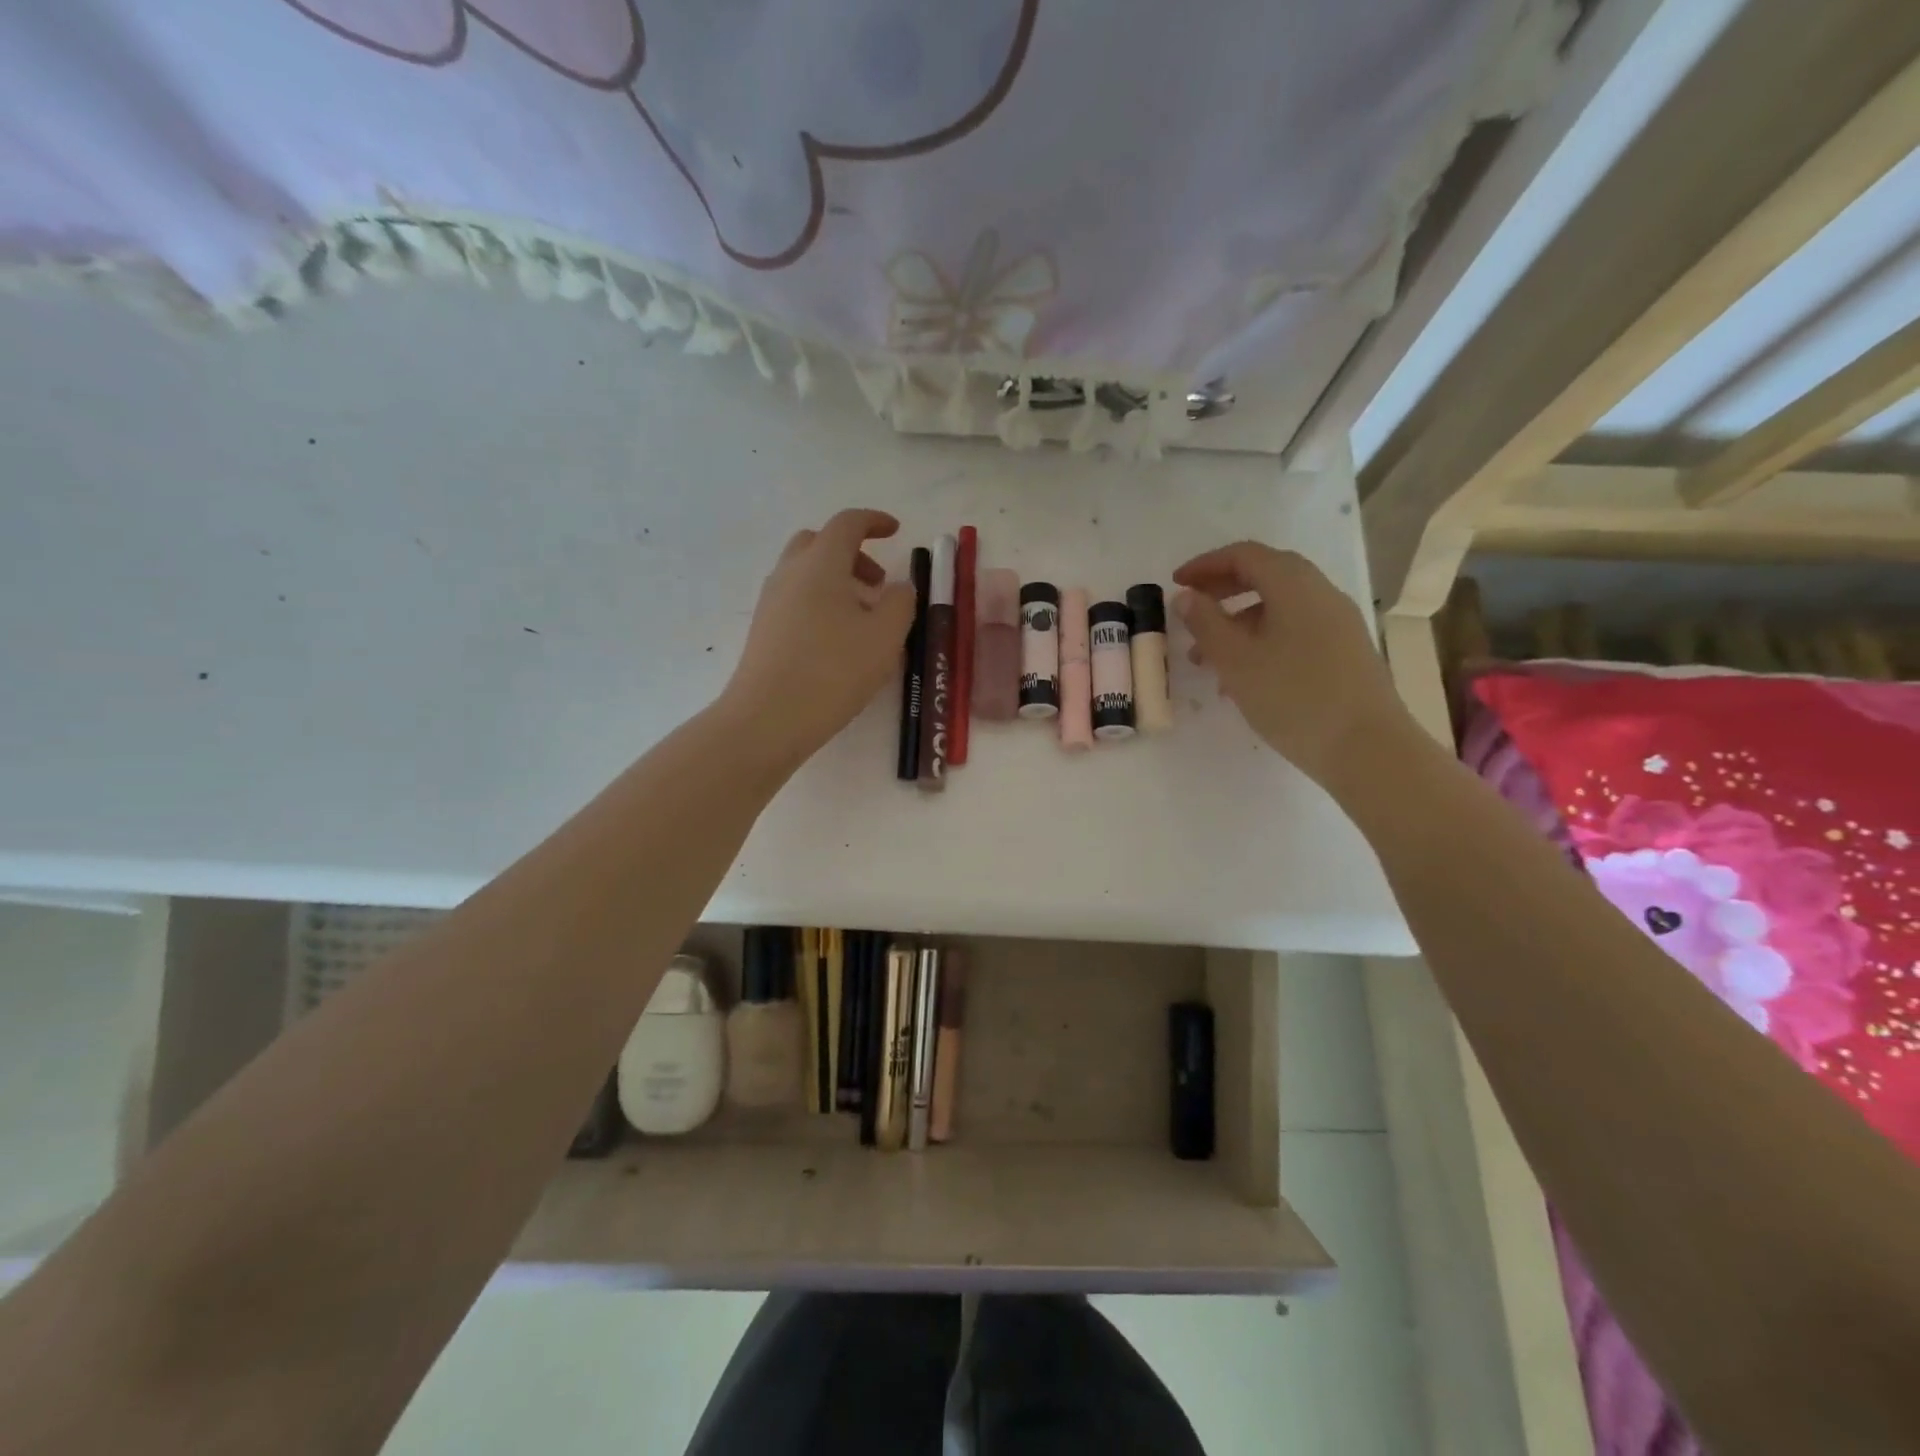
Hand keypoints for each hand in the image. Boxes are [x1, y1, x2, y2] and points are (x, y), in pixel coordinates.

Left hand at [718, 509, 917, 770]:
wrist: (768, 718)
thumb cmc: (834, 671)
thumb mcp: (885, 637)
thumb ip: (901, 602)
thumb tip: (900, 586)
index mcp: (820, 563)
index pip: (847, 523)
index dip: (874, 521)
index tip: (895, 531)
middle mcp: (790, 573)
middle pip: (819, 542)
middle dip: (852, 552)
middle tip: (877, 582)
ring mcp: (771, 601)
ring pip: (805, 572)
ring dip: (836, 579)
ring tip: (863, 617)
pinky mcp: (763, 629)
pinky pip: (795, 598)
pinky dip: (820, 601)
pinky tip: (838, 639)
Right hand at [1173, 541, 1410, 788]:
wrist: (1366, 747)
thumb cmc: (1293, 697)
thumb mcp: (1236, 660)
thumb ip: (1206, 623)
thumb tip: (1187, 597)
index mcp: (1294, 585)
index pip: (1245, 555)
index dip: (1206, 564)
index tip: (1176, 583)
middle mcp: (1321, 594)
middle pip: (1265, 576)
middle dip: (1222, 591)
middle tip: (1189, 612)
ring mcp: (1337, 623)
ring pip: (1278, 608)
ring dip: (1238, 622)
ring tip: (1205, 659)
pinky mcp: (1344, 652)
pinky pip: (1294, 631)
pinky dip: (1261, 640)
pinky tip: (1243, 679)